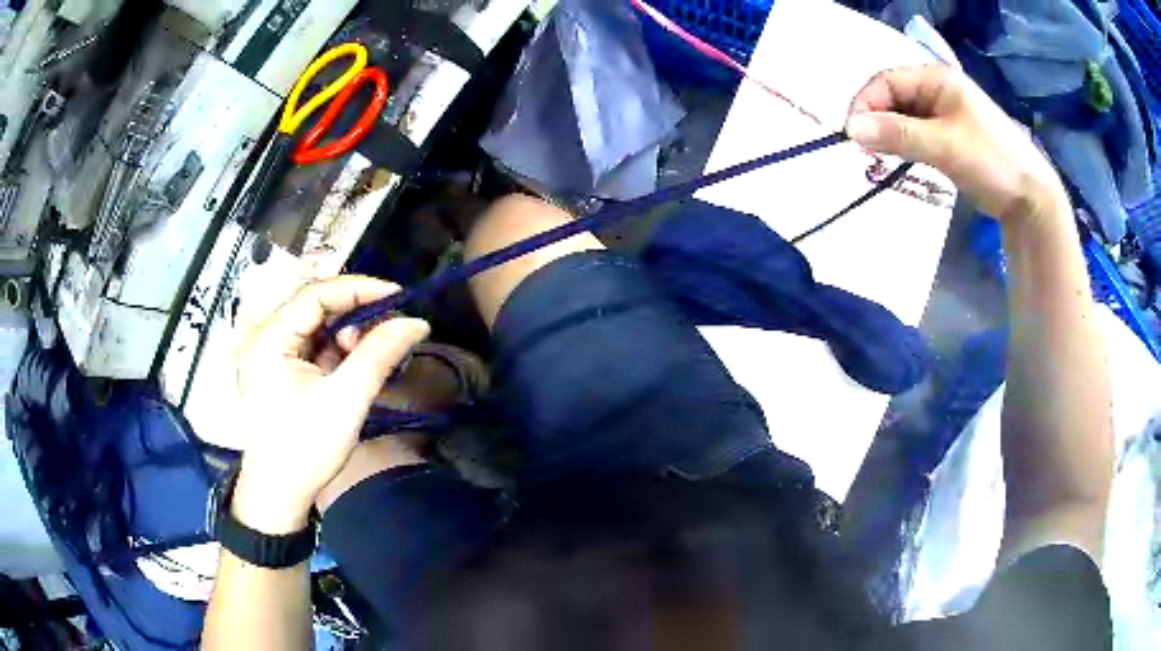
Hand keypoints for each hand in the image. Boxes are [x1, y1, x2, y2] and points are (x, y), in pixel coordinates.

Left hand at [232, 276, 428, 532]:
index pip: (317, 293)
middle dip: (356, 316)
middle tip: (389, 334)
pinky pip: (315, 349)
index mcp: (271, 337)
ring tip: (375, 357)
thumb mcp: (346, 400)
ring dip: (350, 336)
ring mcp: (273, 356)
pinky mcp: (282, 373)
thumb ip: (379, 354)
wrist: (278, 496)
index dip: (359, 288)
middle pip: (317, 308)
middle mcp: (267, 337)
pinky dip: (340, 354)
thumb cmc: (305, 448)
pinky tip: (359, 367)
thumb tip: (417, 321)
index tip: (399, 296)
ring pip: (319, 328)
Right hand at [845, 65, 1066, 221]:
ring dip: (889, 135)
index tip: (852, 135)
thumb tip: (850, 129)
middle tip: (866, 151)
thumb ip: (898, 134)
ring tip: (880, 157)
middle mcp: (938, 90)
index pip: (887, 81)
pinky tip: (899, 159)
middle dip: (876, 120)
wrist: (1030, 199)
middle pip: (894, 98)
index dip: (866, 103)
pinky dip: (904, 145)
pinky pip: (917, 134)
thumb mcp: (944, 145)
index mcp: (937, 79)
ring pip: (903, 118)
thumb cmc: (991, 161)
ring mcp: (945, 114)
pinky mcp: (949, 138)